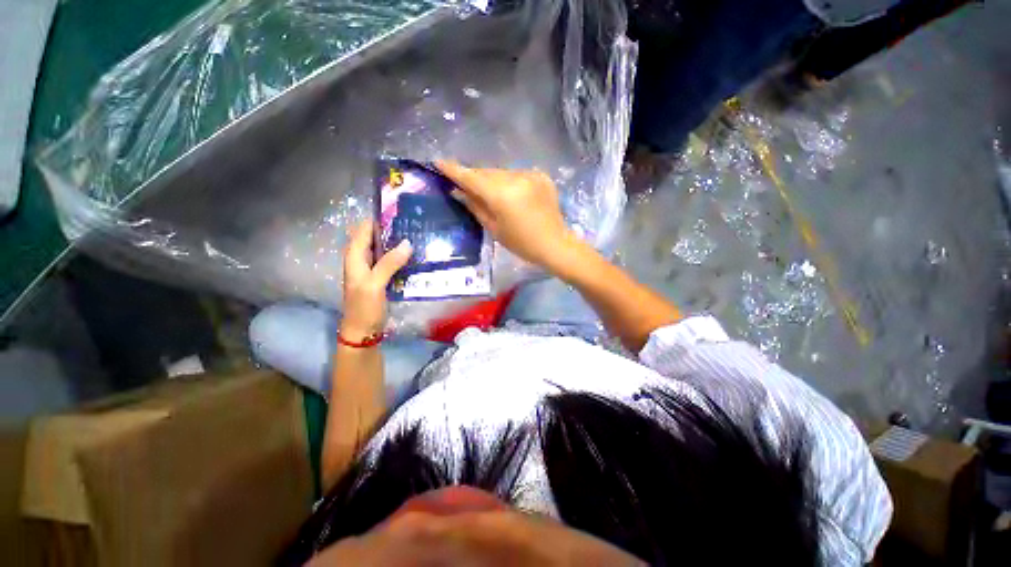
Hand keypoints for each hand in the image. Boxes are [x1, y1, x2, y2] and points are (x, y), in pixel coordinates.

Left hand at [341, 221, 412, 340]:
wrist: (362, 331)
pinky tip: (415, 255)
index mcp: (355, 256)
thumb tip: (407, 243)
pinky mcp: (381, 277)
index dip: (378, 218)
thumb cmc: (364, 307)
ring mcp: (372, 268)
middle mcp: (362, 258)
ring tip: (418, 234)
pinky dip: (400, 255)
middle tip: (414, 222)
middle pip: (375, 236)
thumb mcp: (374, 284)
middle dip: (391, 228)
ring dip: (397, 242)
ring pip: (384, 248)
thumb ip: (388, 263)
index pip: (364, 229)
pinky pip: (391, 260)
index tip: (399, 210)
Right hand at [436, 161, 576, 269]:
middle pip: (486, 173)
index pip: (471, 178)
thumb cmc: (522, 243)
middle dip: (474, 178)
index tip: (438, 162)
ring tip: (489, 193)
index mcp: (501, 194)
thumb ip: (475, 207)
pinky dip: (509, 182)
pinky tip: (511, 195)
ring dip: (492, 180)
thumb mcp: (494, 228)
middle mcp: (515, 178)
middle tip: (463, 184)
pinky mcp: (541, 176)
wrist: (555, 244)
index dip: (453, 170)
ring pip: (501, 172)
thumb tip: (457, 191)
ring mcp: (530, 175)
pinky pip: (517, 175)